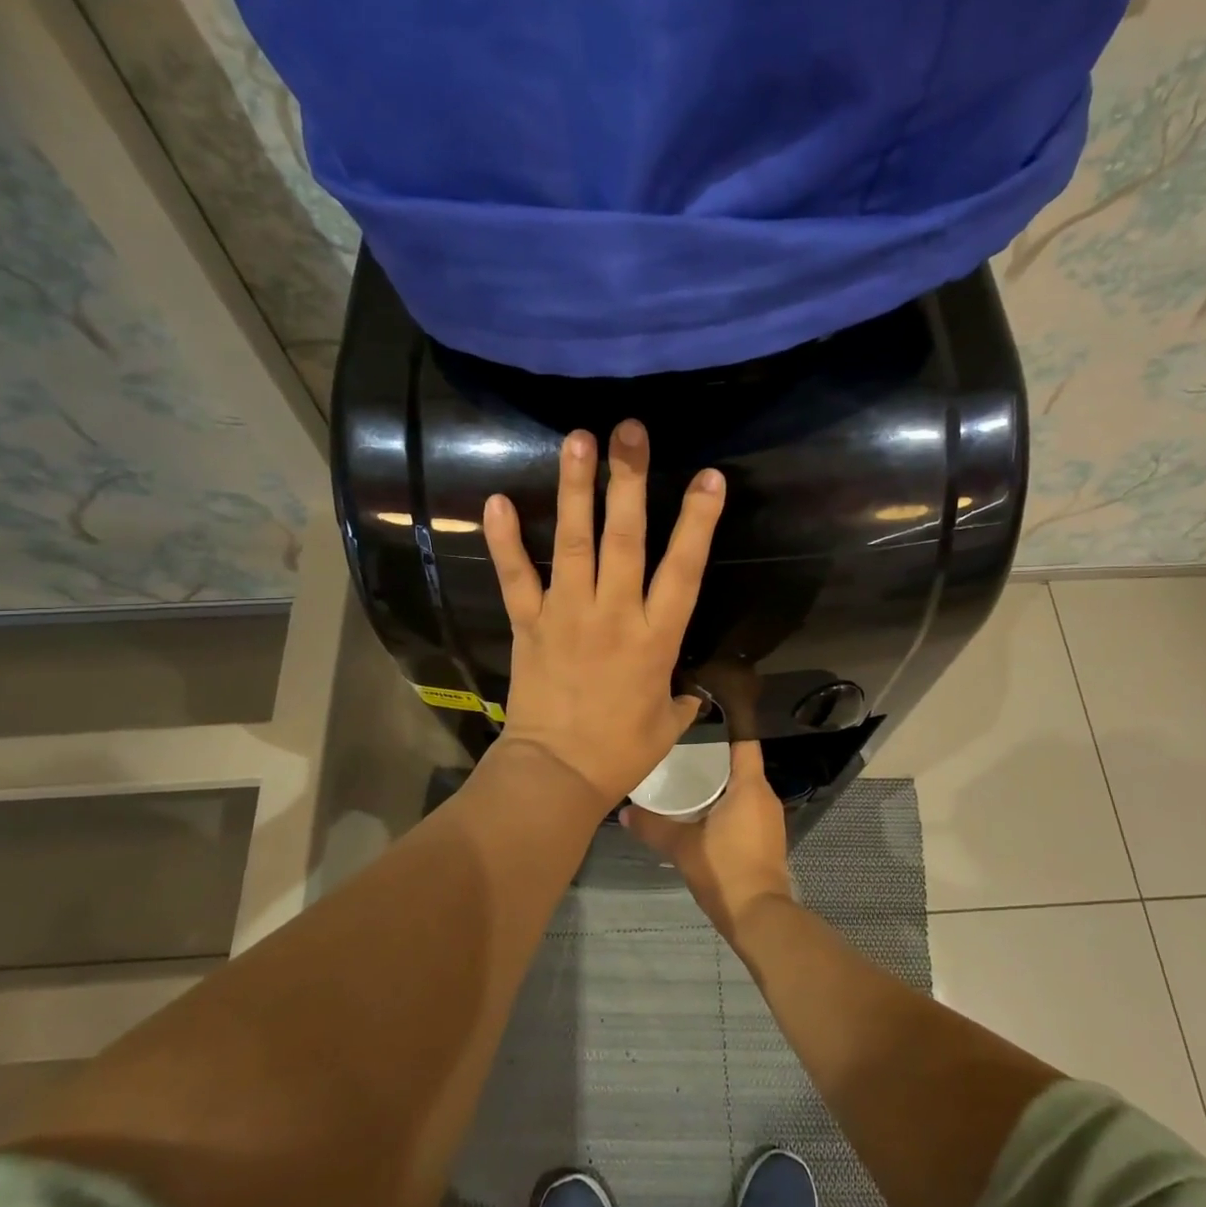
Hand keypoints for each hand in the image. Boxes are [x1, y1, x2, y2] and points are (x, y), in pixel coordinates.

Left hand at [483, 421, 725, 809]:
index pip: (683, 569)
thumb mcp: (668, 722)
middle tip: (629, 432)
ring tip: (577, 441)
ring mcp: (567, 615)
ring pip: (574, 544)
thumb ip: (682, 694)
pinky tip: (496, 501)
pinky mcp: (530, 624)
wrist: (556, 775)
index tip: (709, 478)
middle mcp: (613, 614)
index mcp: (656, 638)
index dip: (697, 522)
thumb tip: (690, 685)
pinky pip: (516, 577)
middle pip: (624, 539)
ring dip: (575, 490)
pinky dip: (505, 541)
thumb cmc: (620, 751)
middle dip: (628, 481)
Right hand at [620, 742, 791, 943]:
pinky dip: (728, 806)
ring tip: (686, 783)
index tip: (697, 729)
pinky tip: (702, 814)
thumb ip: (653, 826)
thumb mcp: (682, 846)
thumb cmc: (724, 869)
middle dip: (713, 761)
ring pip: (744, 789)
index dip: (724, 733)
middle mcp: (766, 797)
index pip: (744, 743)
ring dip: (720, 786)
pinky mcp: (767, 839)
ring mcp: (770, 819)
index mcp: (751, 787)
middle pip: (741, 766)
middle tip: (680, 757)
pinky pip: (747, 809)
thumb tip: (623, 812)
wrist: (759, 916)